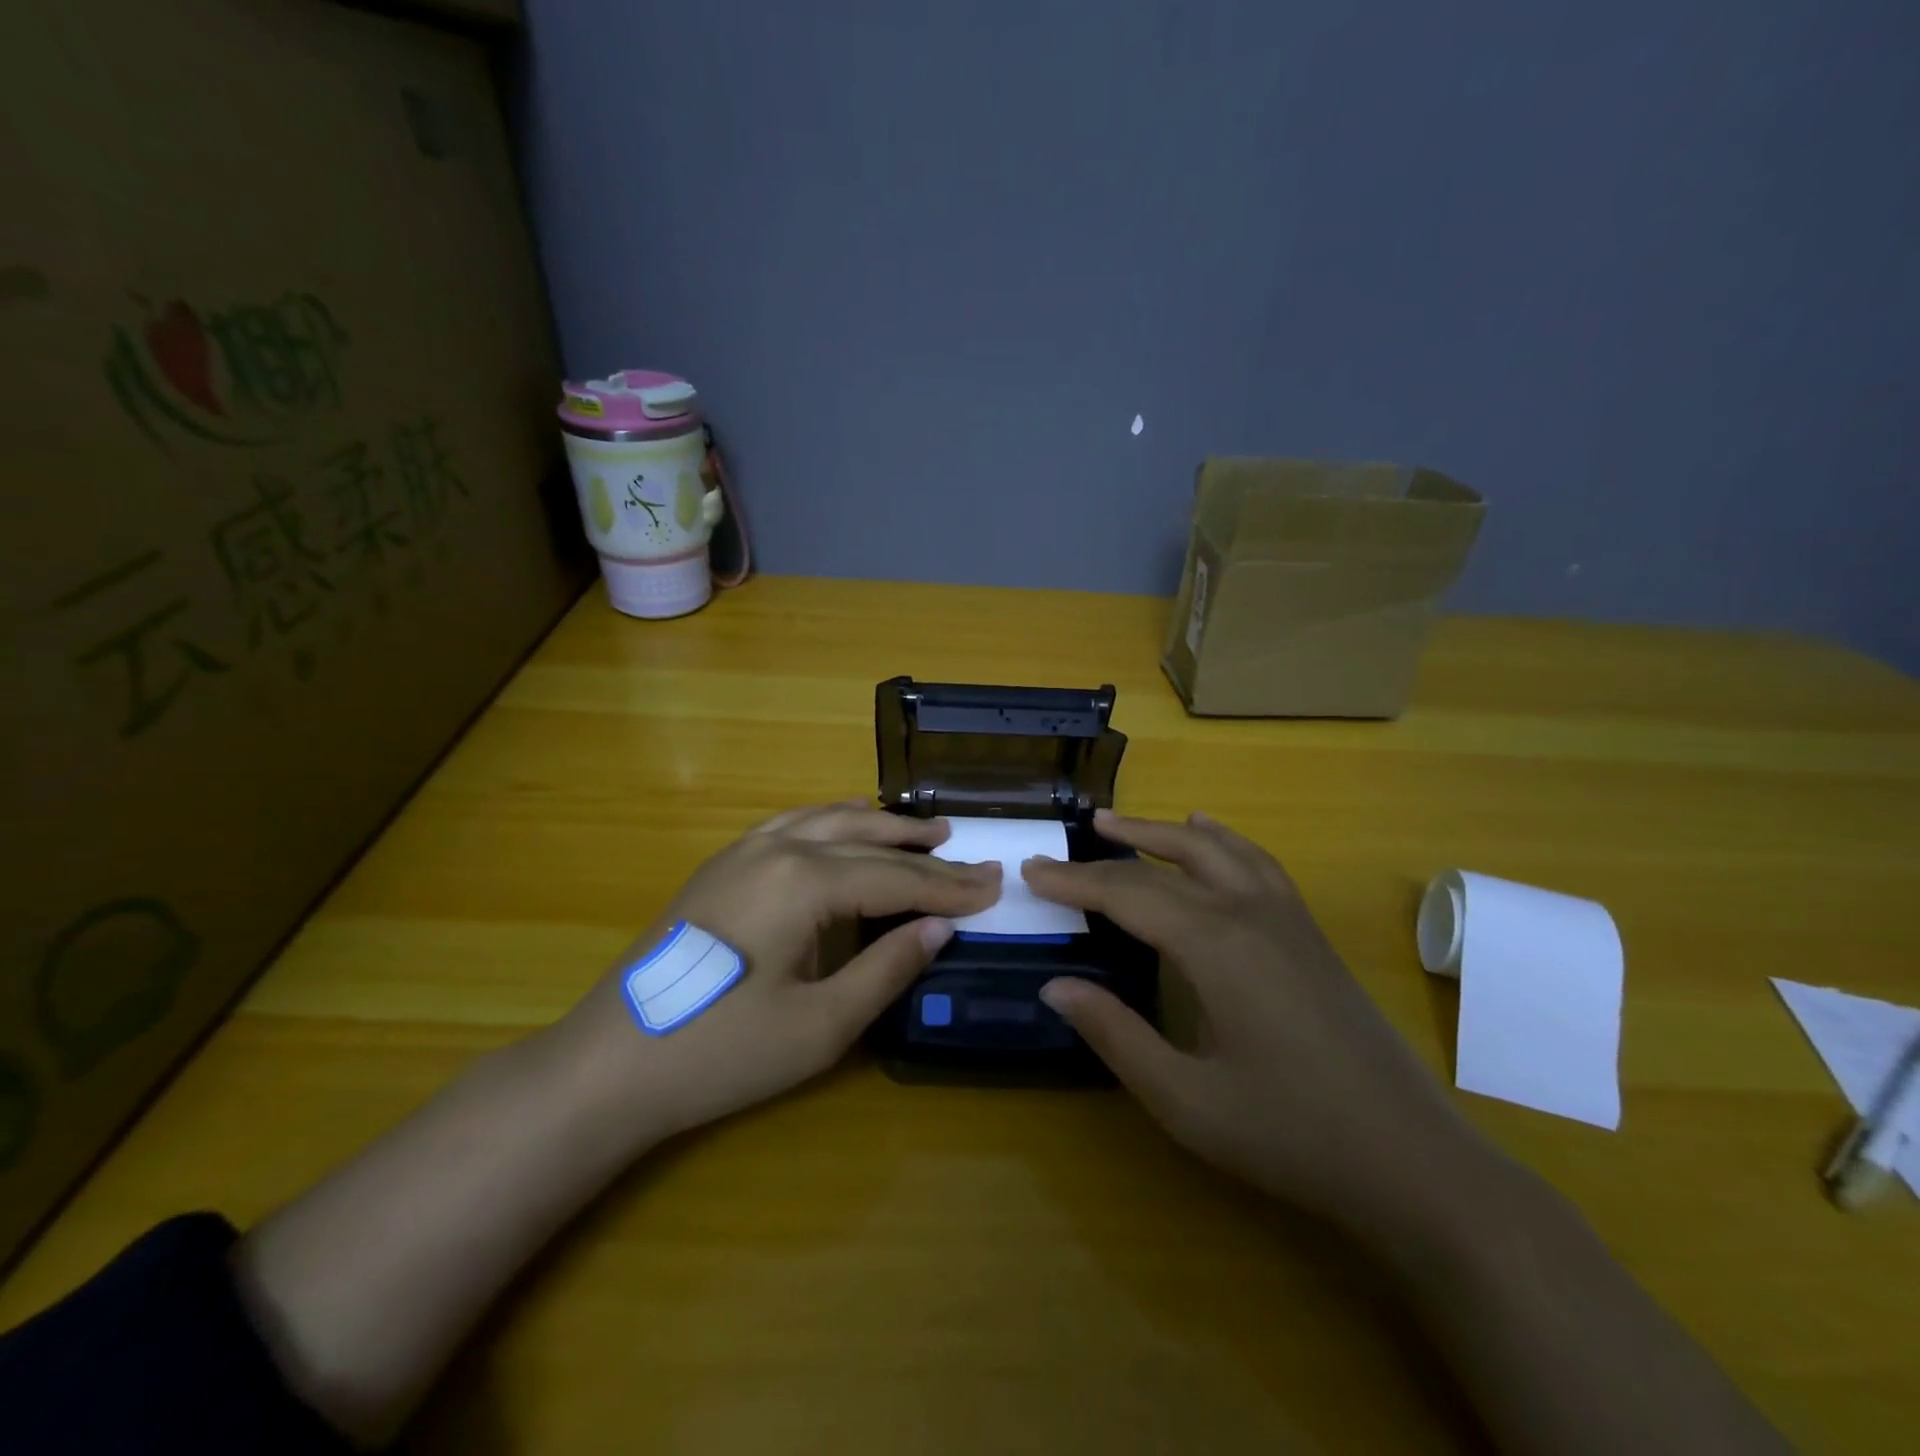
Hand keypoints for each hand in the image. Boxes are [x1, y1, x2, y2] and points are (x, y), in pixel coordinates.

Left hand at [550, 802, 998, 1142]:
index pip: (896, 878)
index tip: (996, 888)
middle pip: (869, 844)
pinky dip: (834, 820)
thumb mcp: (820, 1025)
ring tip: (928, 830)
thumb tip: (938, 928)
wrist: (609, 1064)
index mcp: (804, 881)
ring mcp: (744, 850)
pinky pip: (793, 824)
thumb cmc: (721, 1053)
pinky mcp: (723, 864)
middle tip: (975, 861)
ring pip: (830, 821)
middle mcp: (777, 847)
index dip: (949, 888)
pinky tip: (849, 821)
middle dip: (926, 855)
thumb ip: (887, 969)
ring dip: (883, 825)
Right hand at [1024, 810, 1490, 1233]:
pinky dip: (1223, 841)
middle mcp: (1250, 913)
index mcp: (1215, 946)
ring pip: (1216, 850)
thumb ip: (1115, 1035)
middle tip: (1064, 847)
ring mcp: (1288, 918)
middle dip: (1111, 853)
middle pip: (1168, 863)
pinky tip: (1211, 835)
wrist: (1411, 1161)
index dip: (1074, 882)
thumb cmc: (1290, 1134)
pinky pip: (1257, 865)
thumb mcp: (1185, 1099)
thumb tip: (1055, 986)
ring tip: (1122, 824)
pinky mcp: (1310, 934)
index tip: (1031, 872)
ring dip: (1164, 832)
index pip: (1127, 895)